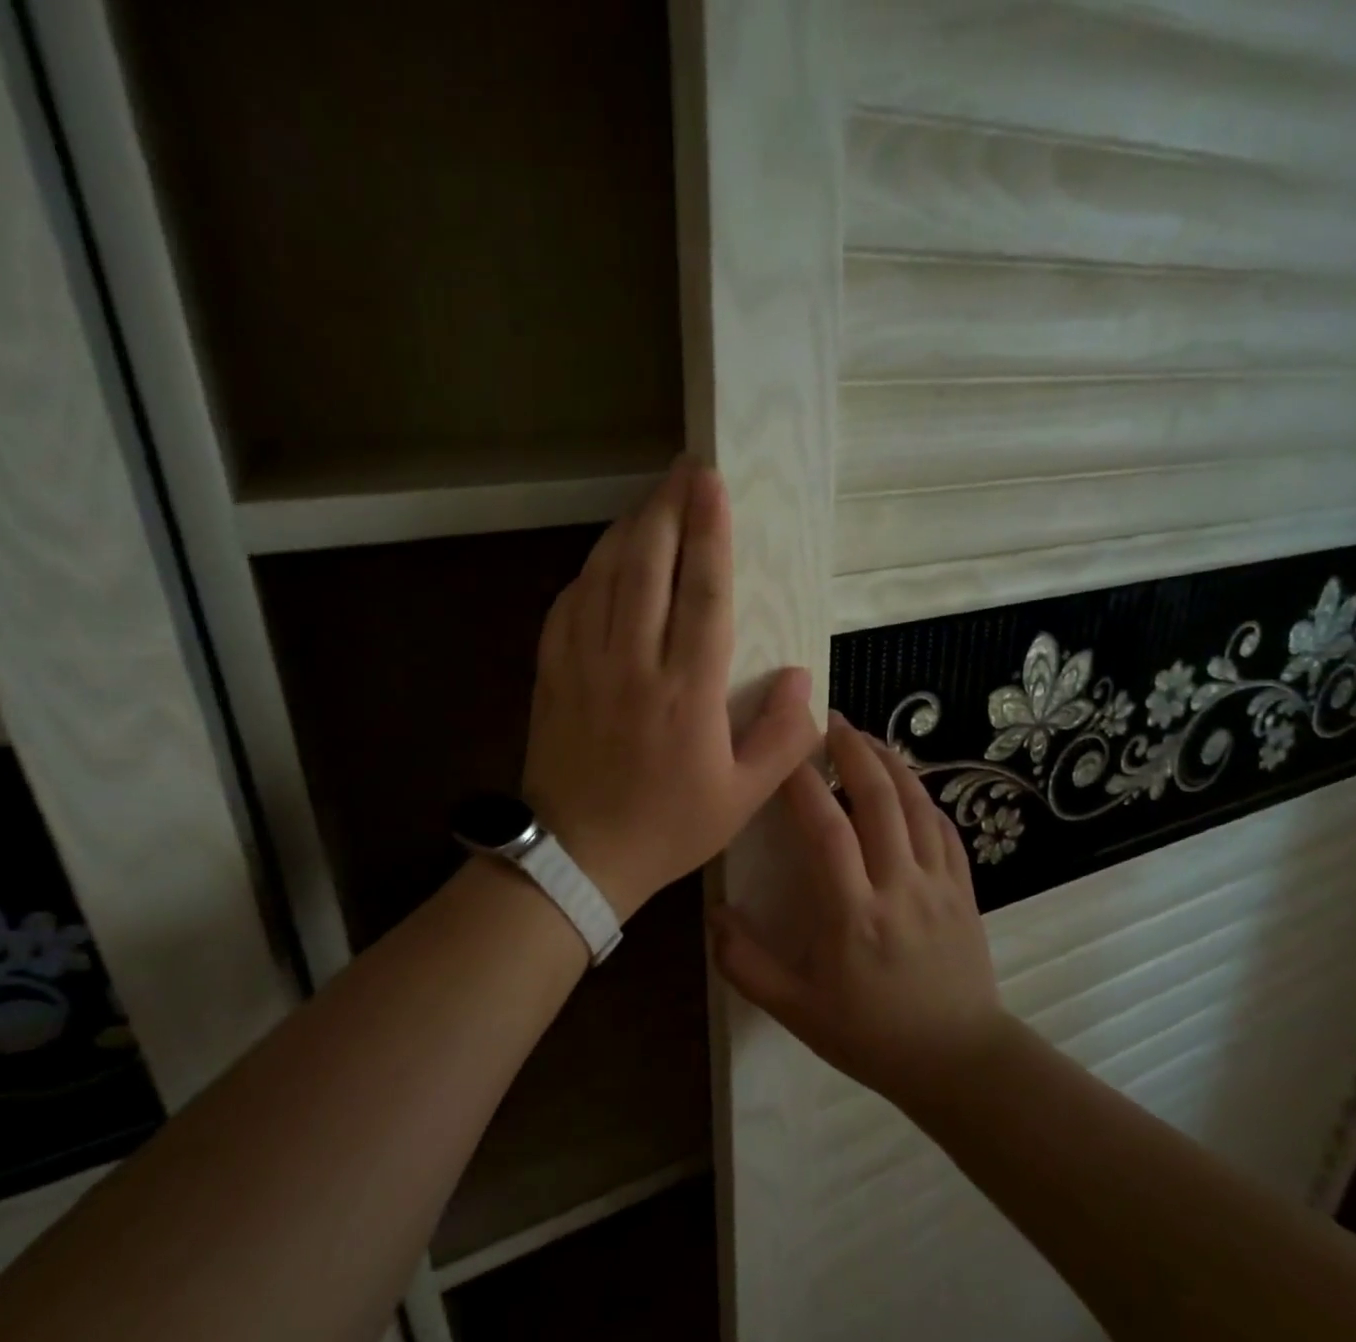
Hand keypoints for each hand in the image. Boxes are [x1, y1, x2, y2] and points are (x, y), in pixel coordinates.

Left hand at [523, 458, 817, 918]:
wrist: (579, 857)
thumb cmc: (668, 828)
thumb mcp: (743, 798)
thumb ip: (782, 737)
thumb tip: (803, 678)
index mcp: (687, 691)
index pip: (702, 592)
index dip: (710, 531)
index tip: (714, 483)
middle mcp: (634, 664)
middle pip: (648, 565)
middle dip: (667, 509)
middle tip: (684, 469)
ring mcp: (585, 664)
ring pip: (605, 576)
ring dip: (629, 529)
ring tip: (652, 500)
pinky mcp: (553, 674)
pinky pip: (569, 605)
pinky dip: (589, 571)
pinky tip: (605, 558)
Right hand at [711, 713, 1008, 1104]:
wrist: (958, 1060)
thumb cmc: (870, 1035)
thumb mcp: (795, 1011)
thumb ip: (746, 964)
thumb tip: (714, 913)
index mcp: (853, 914)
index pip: (826, 829)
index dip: (802, 783)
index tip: (783, 753)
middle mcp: (899, 886)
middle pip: (879, 799)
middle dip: (853, 751)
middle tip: (830, 721)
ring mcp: (939, 884)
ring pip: (917, 804)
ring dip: (890, 763)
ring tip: (865, 738)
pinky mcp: (965, 889)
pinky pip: (944, 827)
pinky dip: (923, 796)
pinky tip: (907, 786)